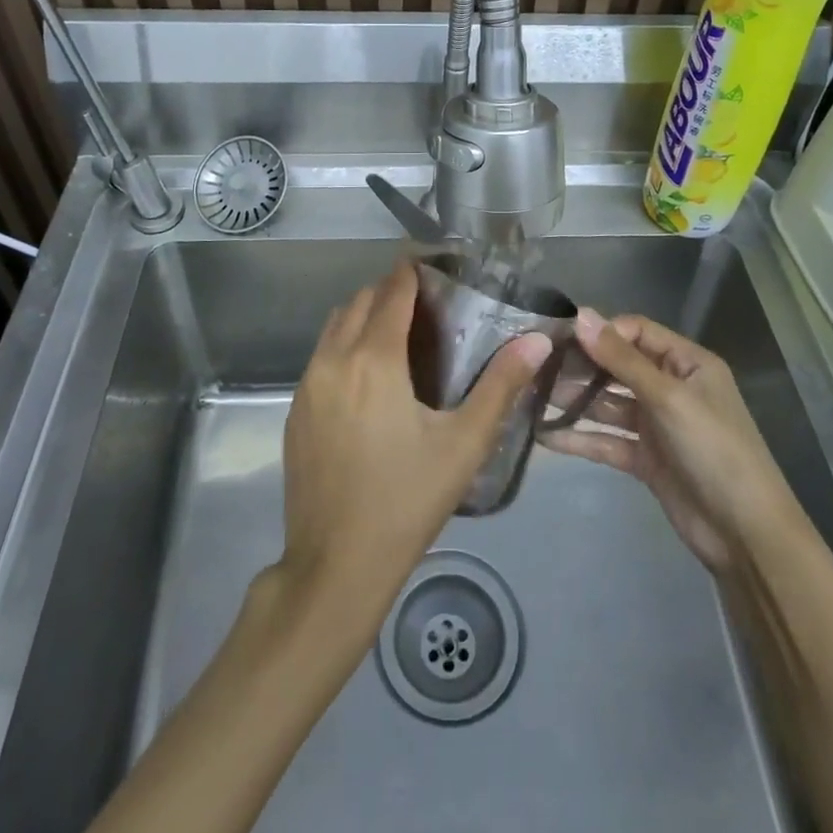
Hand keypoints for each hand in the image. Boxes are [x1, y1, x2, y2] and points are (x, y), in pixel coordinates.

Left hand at [275, 260, 551, 625]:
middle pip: (359, 301)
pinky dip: (344, 344)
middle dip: (389, 291)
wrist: (335, 567)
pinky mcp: (295, 410)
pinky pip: (321, 355)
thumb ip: (501, 386)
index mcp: (373, 359)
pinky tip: (369, 378)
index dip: (413, 271)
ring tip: (400, 334)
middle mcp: (333, 359)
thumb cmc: (406, 501)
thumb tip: (538, 339)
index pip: (391, 291)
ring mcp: (306, 385)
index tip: (437, 266)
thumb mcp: (463, 445)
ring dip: (363, 315)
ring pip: (334, 326)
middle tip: (427, 305)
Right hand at [540, 309, 804, 573]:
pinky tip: (545, 435)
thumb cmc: (714, 450)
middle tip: (537, 366)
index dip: (602, 332)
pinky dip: (579, 438)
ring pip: (607, 403)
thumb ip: (622, 359)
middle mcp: (670, 387)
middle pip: (618, 366)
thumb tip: (581, 315)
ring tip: (532, 396)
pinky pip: (607, 439)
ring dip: (574, 400)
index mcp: (687, 364)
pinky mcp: (645, 458)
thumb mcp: (669, 398)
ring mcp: (656, 424)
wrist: (746, 534)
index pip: (637, 331)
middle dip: (581, 365)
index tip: (560, 337)